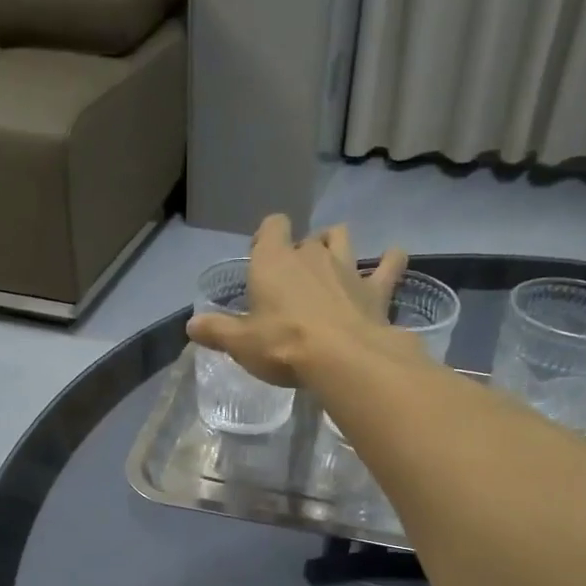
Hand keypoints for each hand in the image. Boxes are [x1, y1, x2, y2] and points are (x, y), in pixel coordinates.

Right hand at [186, 214, 411, 386]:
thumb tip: (191, 325)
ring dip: (337, 244)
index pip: (271, 226)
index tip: (262, 257)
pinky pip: (389, 265)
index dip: (267, 237)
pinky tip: (393, 260)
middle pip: (306, 238)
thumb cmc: (283, 346)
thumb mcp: (241, 344)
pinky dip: (391, 261)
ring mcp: (347, 268)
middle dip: (301, 250)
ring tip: (333, 262)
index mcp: (273, 261)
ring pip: (342, 238)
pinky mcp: (376, 289)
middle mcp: (311, 255)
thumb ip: (216, 331)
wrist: (343, 358)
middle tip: (294, 279)